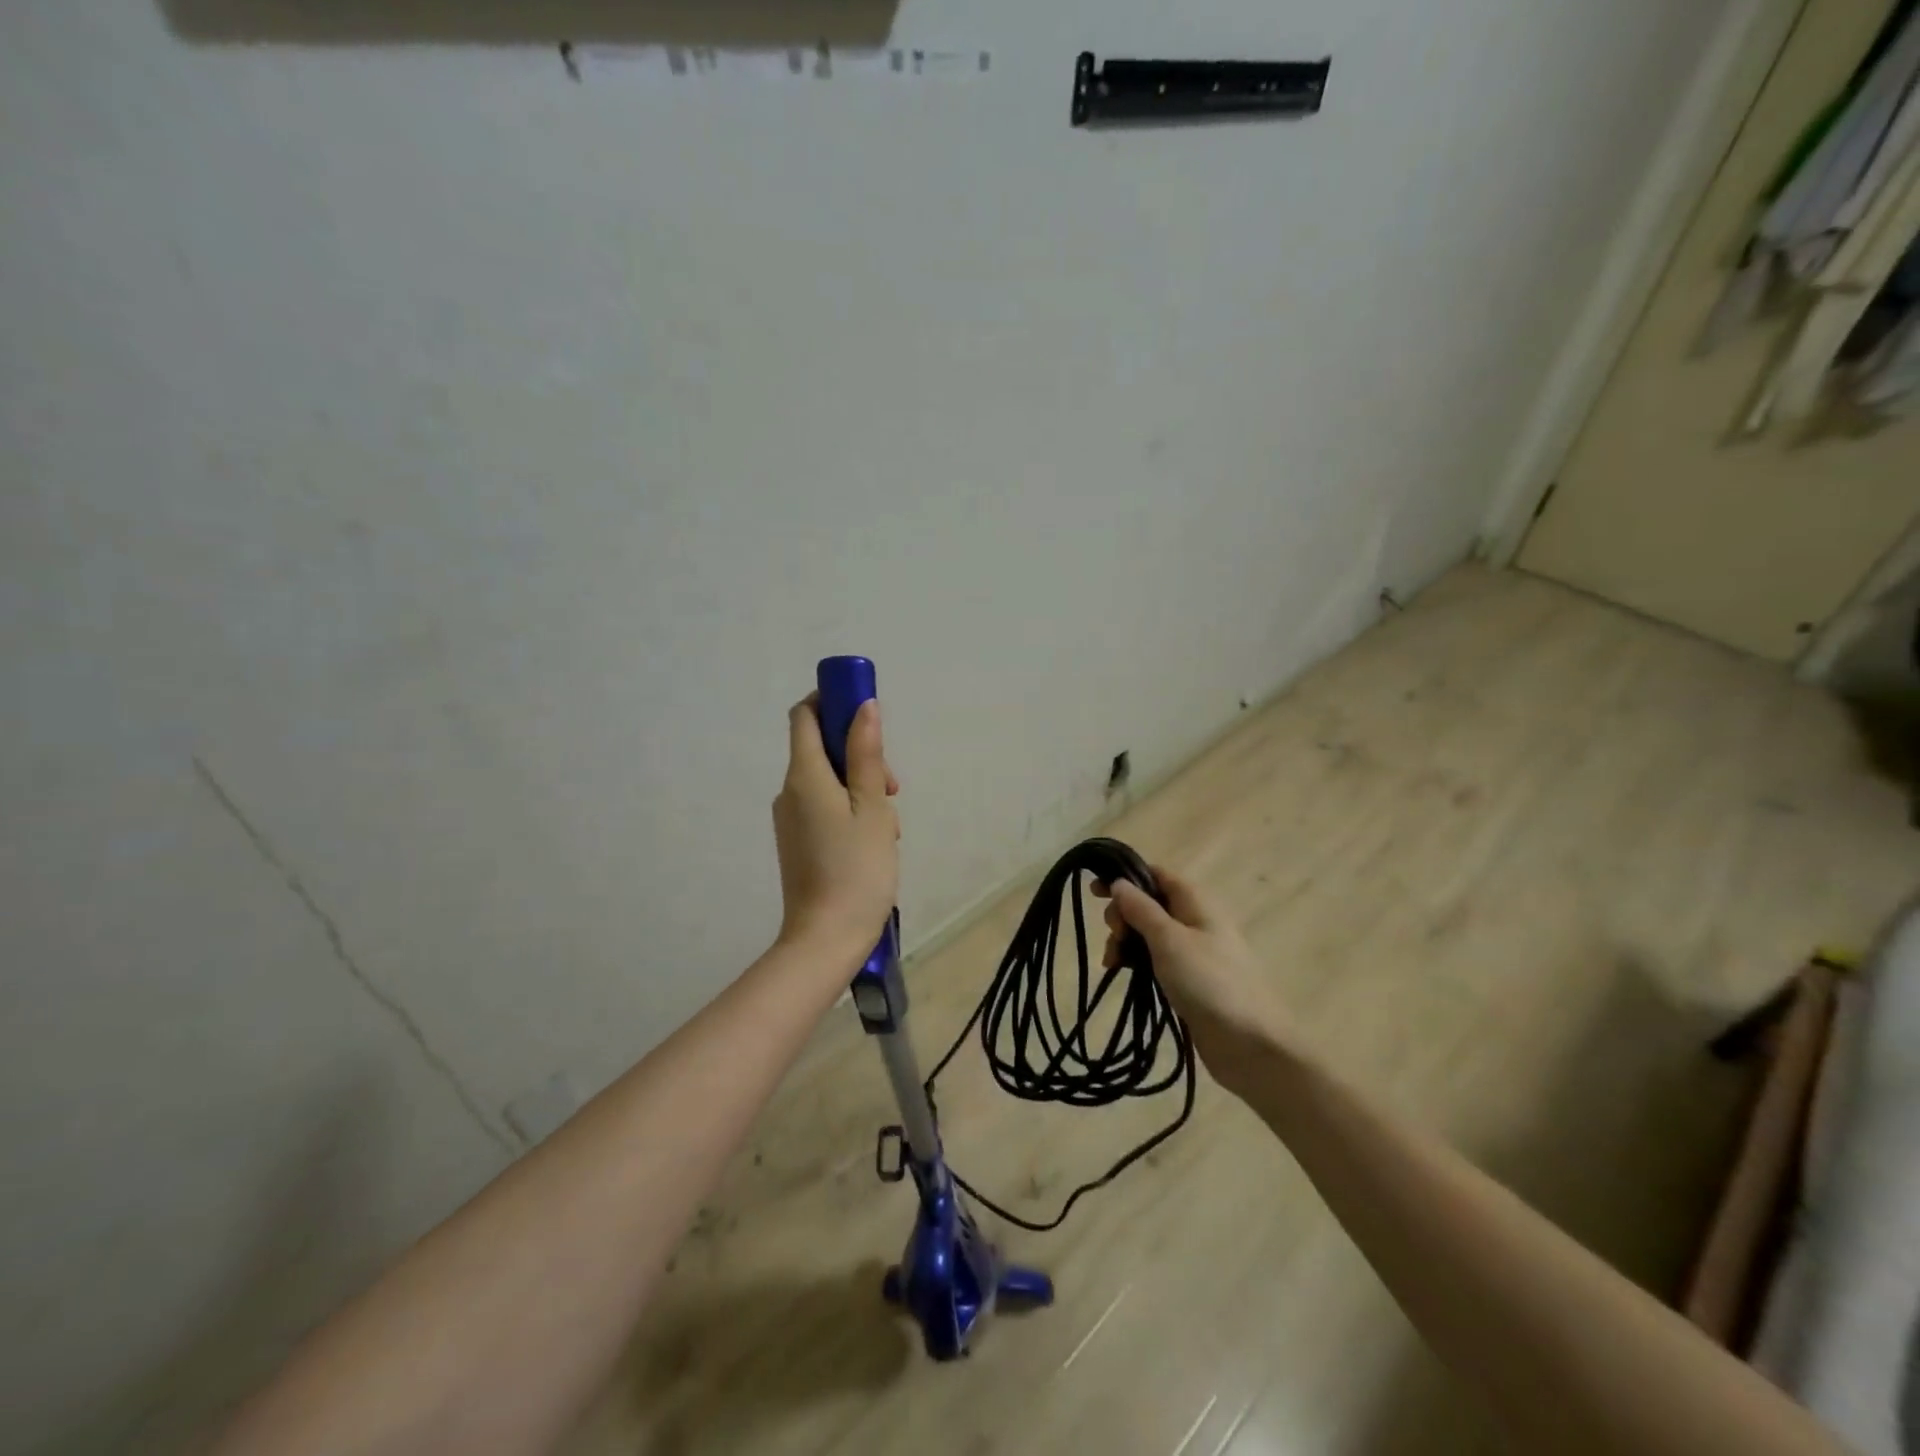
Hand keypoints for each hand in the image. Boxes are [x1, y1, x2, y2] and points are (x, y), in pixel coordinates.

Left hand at [772, 694, 899, 968]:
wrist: (825, 940)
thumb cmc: (857, 870)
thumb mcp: (873, 807)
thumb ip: (867, 754)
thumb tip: (864, 706)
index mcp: (804, 776)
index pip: (804, 714)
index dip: (831, 701)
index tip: (865, 712)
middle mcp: (789, 791)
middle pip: (821, 749)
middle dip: (860, 756)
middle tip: (893, 788)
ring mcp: (791, 819)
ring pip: (829, 782)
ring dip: (862, 790)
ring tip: (888, 829)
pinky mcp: (798, 842)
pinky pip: (825, 808)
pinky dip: (850, 812)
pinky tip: (874, 844)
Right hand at [1095, 866, 1289, 1094]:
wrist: (1250, 1044)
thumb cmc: (1208, 982)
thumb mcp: (1169, 939)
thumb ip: (1141, 909)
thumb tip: (1120, 882)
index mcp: (1195, 901)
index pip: (1156, 874)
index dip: (1125, 877)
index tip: (1094, 892)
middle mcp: (1195, 920)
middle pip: (1149, 903)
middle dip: (1123, 914)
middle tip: (1113, 935)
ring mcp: (1193, 951)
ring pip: (1149, 933)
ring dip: (1126, 941)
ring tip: (1112, 962)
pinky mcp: (1189, 979)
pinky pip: (1156, 958)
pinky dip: (1136, 961)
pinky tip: (1121, 973)